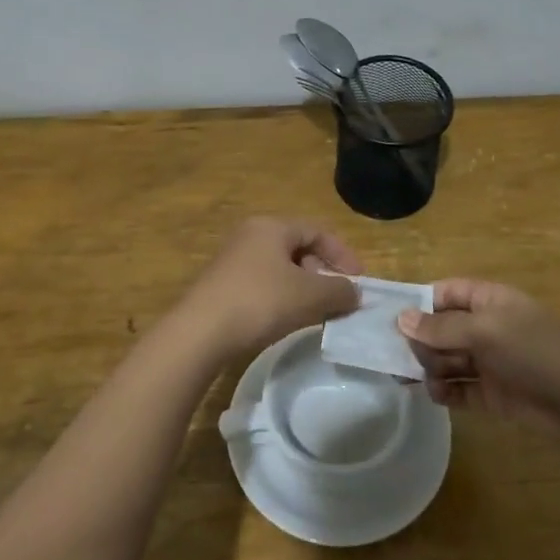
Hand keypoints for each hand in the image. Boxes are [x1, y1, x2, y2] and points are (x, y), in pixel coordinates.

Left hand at [180, 218, 362, 355]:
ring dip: (304, 288)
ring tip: (316, 313)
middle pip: (298, 248)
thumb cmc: (260, 302)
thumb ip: (340, 290)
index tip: (359, 282)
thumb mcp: (309, 295)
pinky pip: (263, 284)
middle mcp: (250, 235)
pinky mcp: (222, 285)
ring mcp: (232, 260)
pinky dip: (282, 298)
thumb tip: (355, 293)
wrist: (200, 333)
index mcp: (271, 227)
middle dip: (323, 273)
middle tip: (337, 299)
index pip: (317, 231)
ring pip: (280, 268)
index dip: (343, 255)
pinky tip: (286, 321)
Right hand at [397, 280, 559, 448]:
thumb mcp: (486, 332)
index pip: (446, 293)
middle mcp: (487, 328)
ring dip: (429, 367)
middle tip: (399, 356)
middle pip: (441, 328)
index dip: (419, 303)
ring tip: (412, 378)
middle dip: (420, 340)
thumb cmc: (536, 353)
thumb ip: (441, 328)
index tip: (390, 319)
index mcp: (490, 301)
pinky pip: (459, 388)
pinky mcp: (492, 393)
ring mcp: (490, 362)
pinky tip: (436, 395)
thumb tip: (401, 319)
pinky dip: (444, 391)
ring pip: (447, 359)